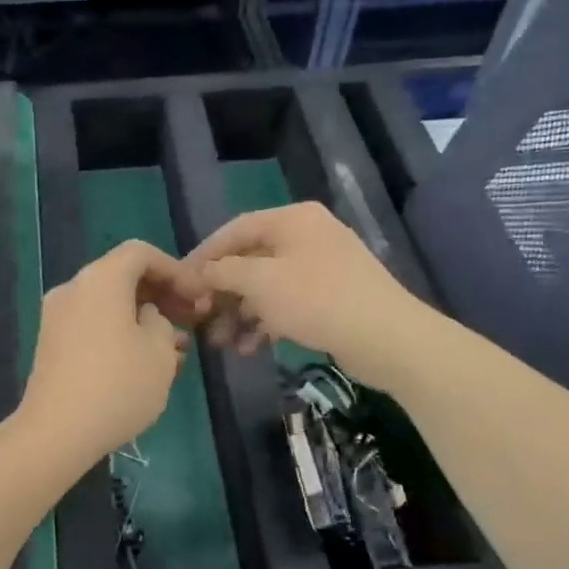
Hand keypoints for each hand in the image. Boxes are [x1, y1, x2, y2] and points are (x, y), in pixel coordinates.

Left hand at [16, 240, 206, 461]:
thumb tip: (147, 317)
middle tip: (192, 320)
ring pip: (110, 304)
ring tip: (177, 349)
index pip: (142, 253)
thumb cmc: (118, 386)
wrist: (56, 433)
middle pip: (123, 276)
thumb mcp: (161, 352)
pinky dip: (121, 332)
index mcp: (101, 279)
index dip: (176, 270)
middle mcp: (74, 288)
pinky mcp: (51, 344)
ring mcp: (57, 317)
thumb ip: (162, 322)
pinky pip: (93, 324)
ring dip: (144, 318)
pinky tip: (145, 363)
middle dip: (161, 295)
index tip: (199, 297)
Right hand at [187, 202, 428, 390]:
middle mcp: (307, 236)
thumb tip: (201, 272)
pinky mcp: (331, 297)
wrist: (387, 337)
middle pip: (251, 260)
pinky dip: (266, 322)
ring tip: (221, 342)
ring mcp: (322, 267)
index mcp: (292, 220)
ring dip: (240, 313)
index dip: (205, 255)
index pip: (235, 230)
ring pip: (268, 286)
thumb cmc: (317, 299)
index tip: (181, 281)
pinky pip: (287, 303)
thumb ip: (224, 272)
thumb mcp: (261, 282)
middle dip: (222, 293)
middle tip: (200, 318)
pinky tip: (249, 348)